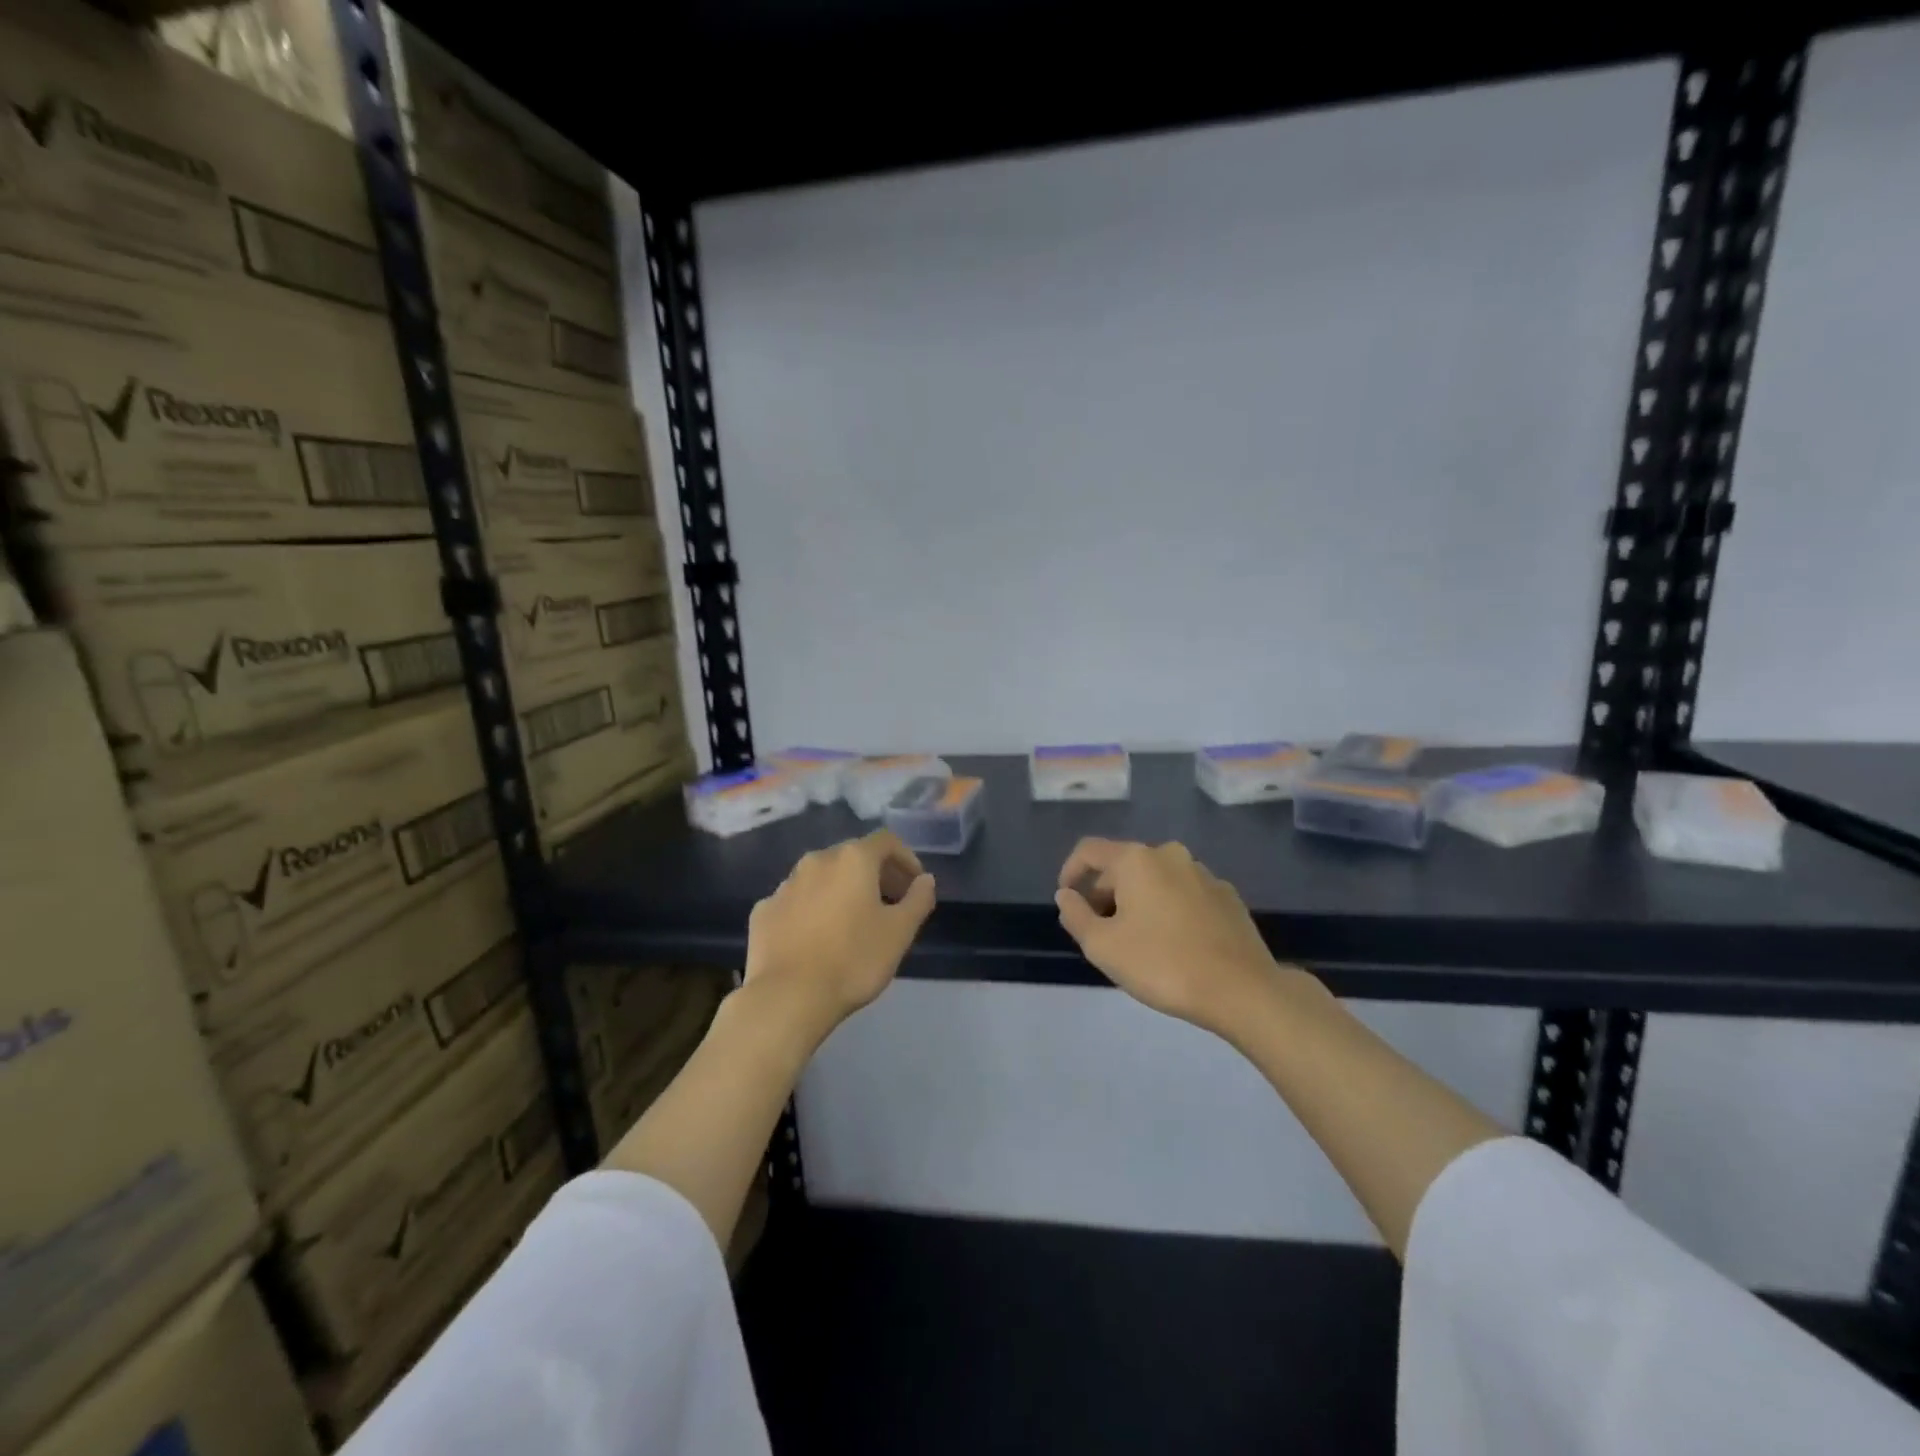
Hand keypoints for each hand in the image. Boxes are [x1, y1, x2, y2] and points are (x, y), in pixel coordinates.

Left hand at [743, 829, 936, 1048]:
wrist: (787, 997)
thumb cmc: (853, 960)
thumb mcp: (899, 932)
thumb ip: (918, 899)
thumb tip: (925, 880)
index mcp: (852, 859)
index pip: (886, 841)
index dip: (905, 858)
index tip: (914, 884)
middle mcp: (816, 861)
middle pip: (852, 856)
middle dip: (875, 874)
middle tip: (890, 903)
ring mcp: (785, 885)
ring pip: (822, 877)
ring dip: (841, 890)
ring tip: (853, 921)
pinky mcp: (763, 911)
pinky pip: (796, 901)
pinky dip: (812, 909)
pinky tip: (817, 937)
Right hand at [1055, 837, 1289, 1033]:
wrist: (1242, 990)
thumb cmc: (1162, 964)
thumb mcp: (1102, 946)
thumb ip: (1076, 916)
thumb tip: (1066, 895)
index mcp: (1137, 860)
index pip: (1090, 850)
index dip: (1070, 871)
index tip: (1067, 900)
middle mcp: (1170, 855)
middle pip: (1124, 866)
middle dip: (1105, 893)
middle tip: (1100, 932)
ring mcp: (1204, 874)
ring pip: (1156, 880)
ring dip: (1138, 902)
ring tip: (1136, 941)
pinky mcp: (1228, 897)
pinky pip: (1184, 894)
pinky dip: (1168, 909)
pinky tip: (1173, 944)